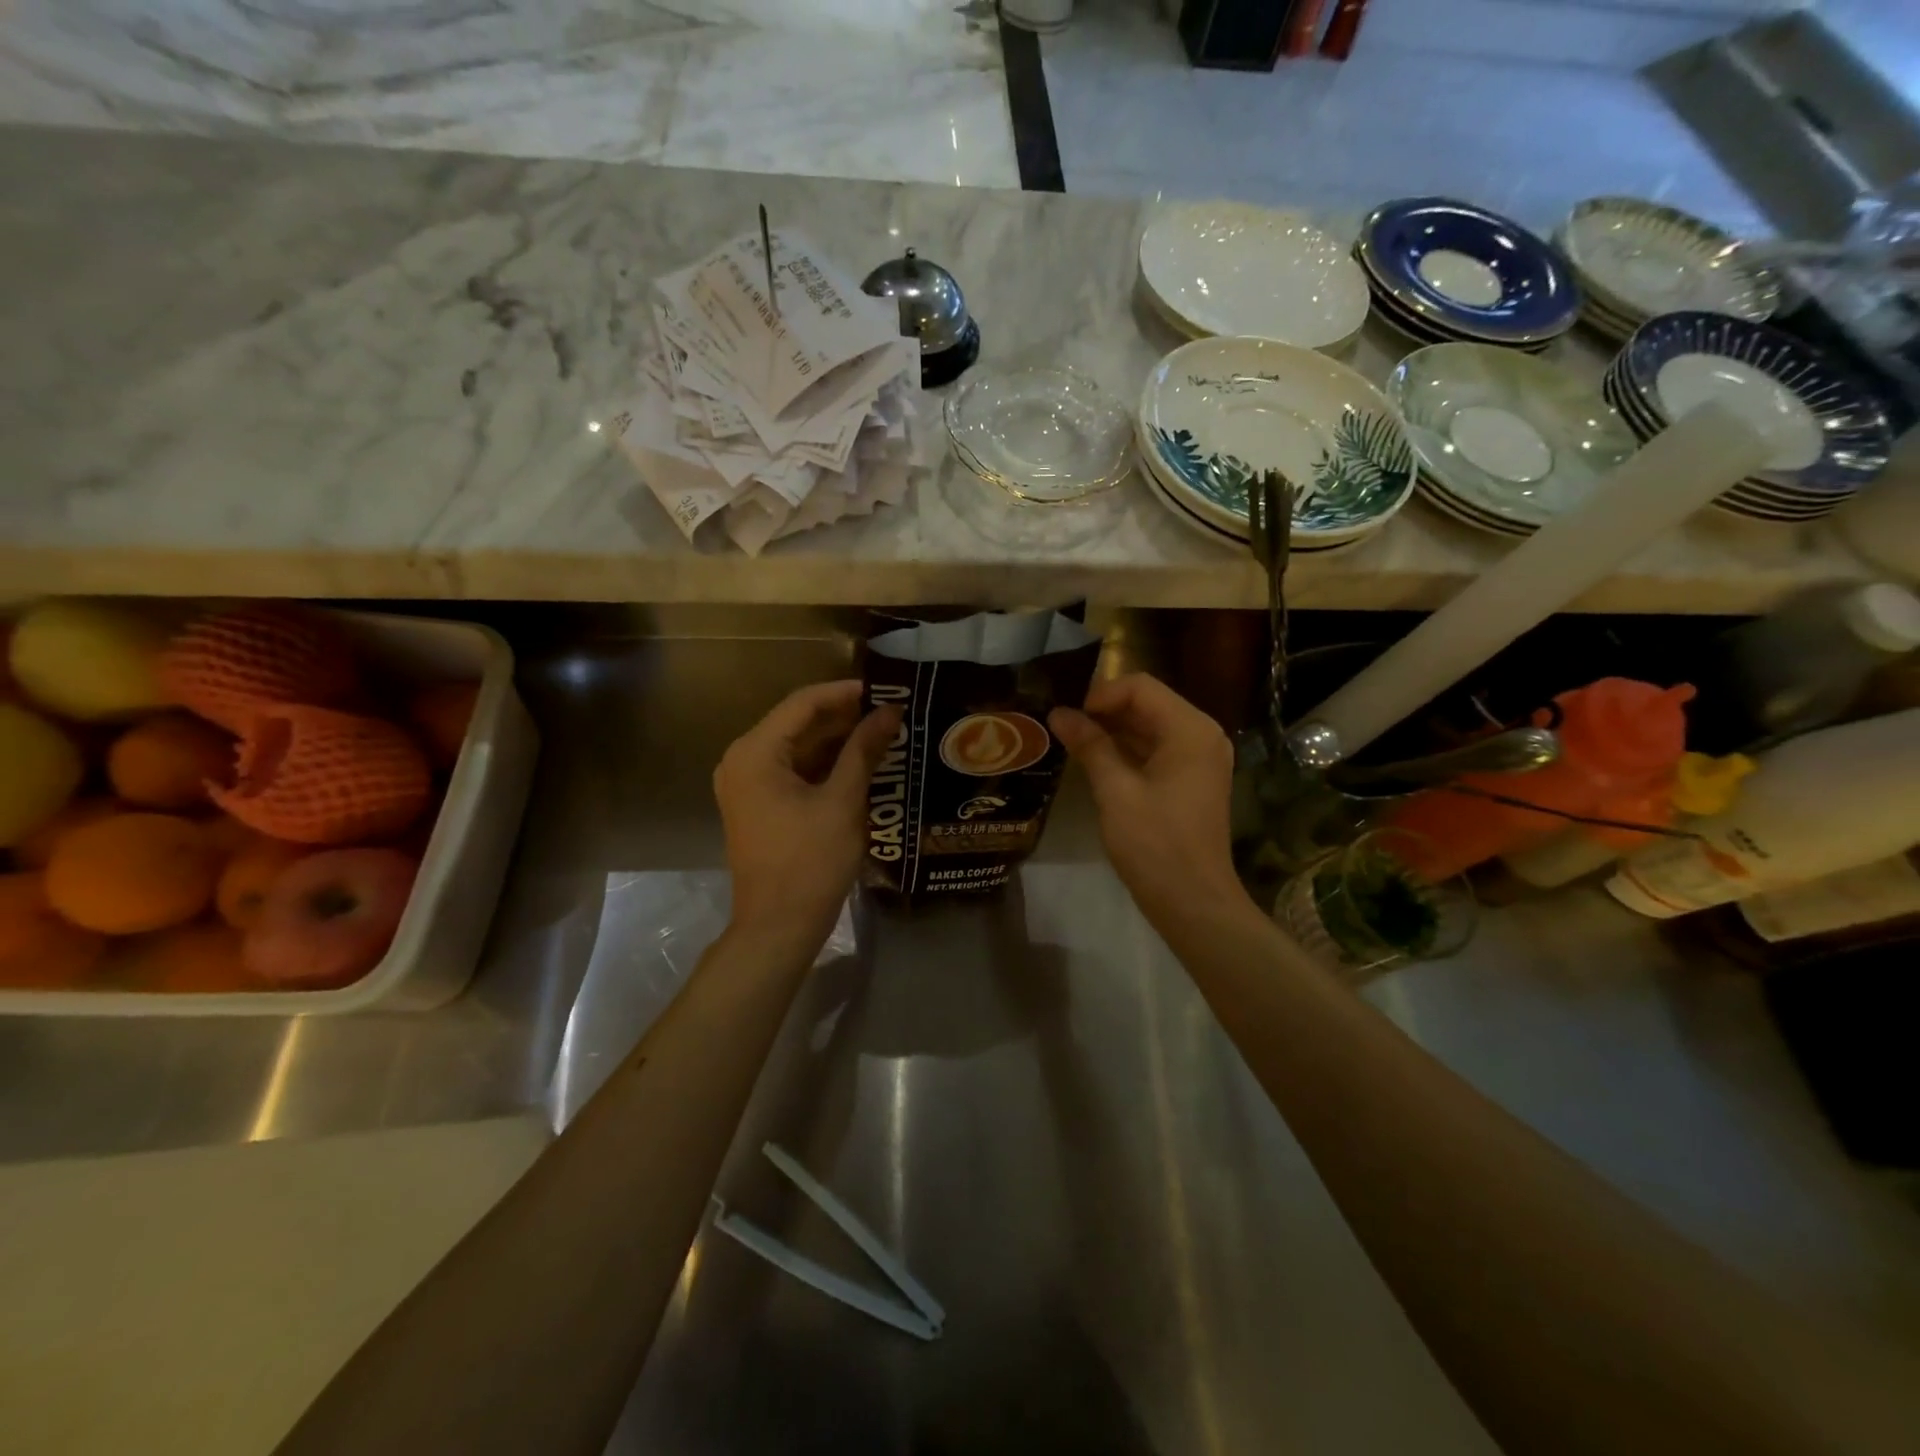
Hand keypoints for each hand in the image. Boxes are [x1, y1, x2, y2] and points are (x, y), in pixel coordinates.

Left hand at [714, 680, 901, 950]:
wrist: (778, 926)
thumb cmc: (811, 861)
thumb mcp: (843, 801)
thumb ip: (864, 749)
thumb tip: (889, 712)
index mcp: (755, 752)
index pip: (803, 703)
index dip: (846, 693)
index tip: (886, 690)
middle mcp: (742, 759)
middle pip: (797, 723)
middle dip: (844, 717)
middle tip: (891, 712)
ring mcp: (746, 784)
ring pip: (797, 747)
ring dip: (837, 740)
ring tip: (883, 733)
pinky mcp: (757, 804)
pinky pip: (792, 770)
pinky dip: (824, 764)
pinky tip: (860, 763)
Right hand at [1050, 673, 1247, 927]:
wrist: (1193, 902)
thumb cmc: (1155, 844)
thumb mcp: (1116, 791)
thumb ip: (1089, 745)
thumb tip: (1058, 713)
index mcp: (1190, 730)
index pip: (1140, 687)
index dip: (1099, 695)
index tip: (1066, 716)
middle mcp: (1201, 735)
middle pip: (1147, 704)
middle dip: (1103, 711)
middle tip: (1062, 726)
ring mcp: (1199, 758)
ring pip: (1149, 727)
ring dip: (1112, 730)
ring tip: (1070, 741)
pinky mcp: (1191, 779)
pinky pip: (1156, 750)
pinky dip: (1126, 750)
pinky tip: (1093, 761)